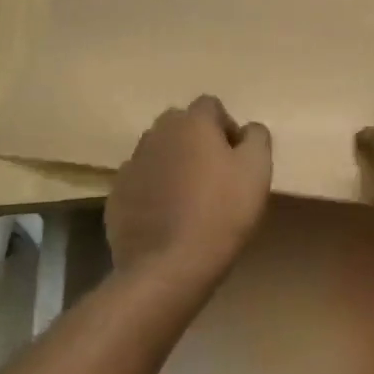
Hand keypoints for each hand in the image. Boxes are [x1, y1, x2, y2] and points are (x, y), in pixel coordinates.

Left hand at [106, 95, 271, 280]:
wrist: (168, 267)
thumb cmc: (221, 212)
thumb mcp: (257, 170)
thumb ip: (257, 138)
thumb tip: (247, 130)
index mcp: (191, 123)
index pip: (210, 106)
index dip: (227, 127)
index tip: (237, 159)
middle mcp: (156, 134)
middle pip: (180, 126)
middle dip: (197, 142)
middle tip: (215, 175)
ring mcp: (131, 165)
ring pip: (158, 153)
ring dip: (174, 165)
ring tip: (190, 198)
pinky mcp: (116, 196)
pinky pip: (141, 183)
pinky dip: (154, 191)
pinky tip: (167, 218)